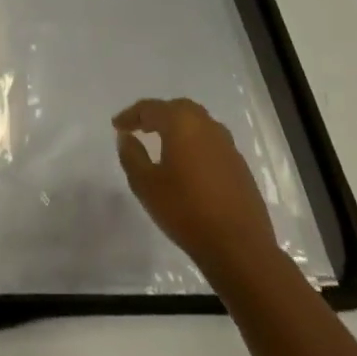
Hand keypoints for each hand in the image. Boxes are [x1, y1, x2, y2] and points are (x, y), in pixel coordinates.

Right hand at [114, 98, 278, 280]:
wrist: (238, 246)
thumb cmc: (185, 210)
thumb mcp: (145, 184)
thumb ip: (131, 155)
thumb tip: (127, 137)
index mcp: (182, 124)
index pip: (151, 108)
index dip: (131, 115)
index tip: (117, 125)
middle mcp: (207, 126)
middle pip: (178, 109)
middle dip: (157, 115)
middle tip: (140, 127)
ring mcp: (228, 146)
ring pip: (198, 124)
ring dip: (178, 127)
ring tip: (162, 143)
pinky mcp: (239, 166)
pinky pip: (211, 143)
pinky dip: (194, 144)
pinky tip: (187, 164)